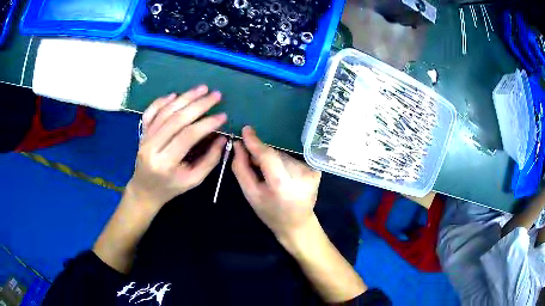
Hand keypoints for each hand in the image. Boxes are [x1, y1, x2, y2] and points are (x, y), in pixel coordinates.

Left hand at [128, 85, 227, 211]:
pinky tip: (175, 94)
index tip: (223, 115)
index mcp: (165, 163)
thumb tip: (222, 138)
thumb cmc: (171, 187)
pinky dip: (161, 101)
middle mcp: (152, 147)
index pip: (188, 136)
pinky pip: (150, 113)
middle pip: (176, 119)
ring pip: (164, 112)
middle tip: (215, 95)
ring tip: (202, 88)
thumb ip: (209, 160)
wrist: (145, 190)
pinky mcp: (141, 133)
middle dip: (198, 104)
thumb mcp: (193, 180)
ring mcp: (144, 138)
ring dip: (184, 98)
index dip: (207, 124)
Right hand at [231, 126, 321, 241]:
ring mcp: (311, 171)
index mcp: (282, 184)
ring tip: (270, 175)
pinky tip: (283, 177)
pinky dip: (284, 164)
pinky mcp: (316, 170)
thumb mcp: (250, 194)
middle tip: (253, 164)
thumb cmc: (270, 213)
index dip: (255, 143)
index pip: (267, 155)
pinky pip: (292, 160)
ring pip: (283, 156)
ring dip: (273, 160)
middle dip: (262, 156)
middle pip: (274, 154)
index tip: (245, 130)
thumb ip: (241, 168)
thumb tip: (238, 145)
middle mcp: (300, 174)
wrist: (297, 224)